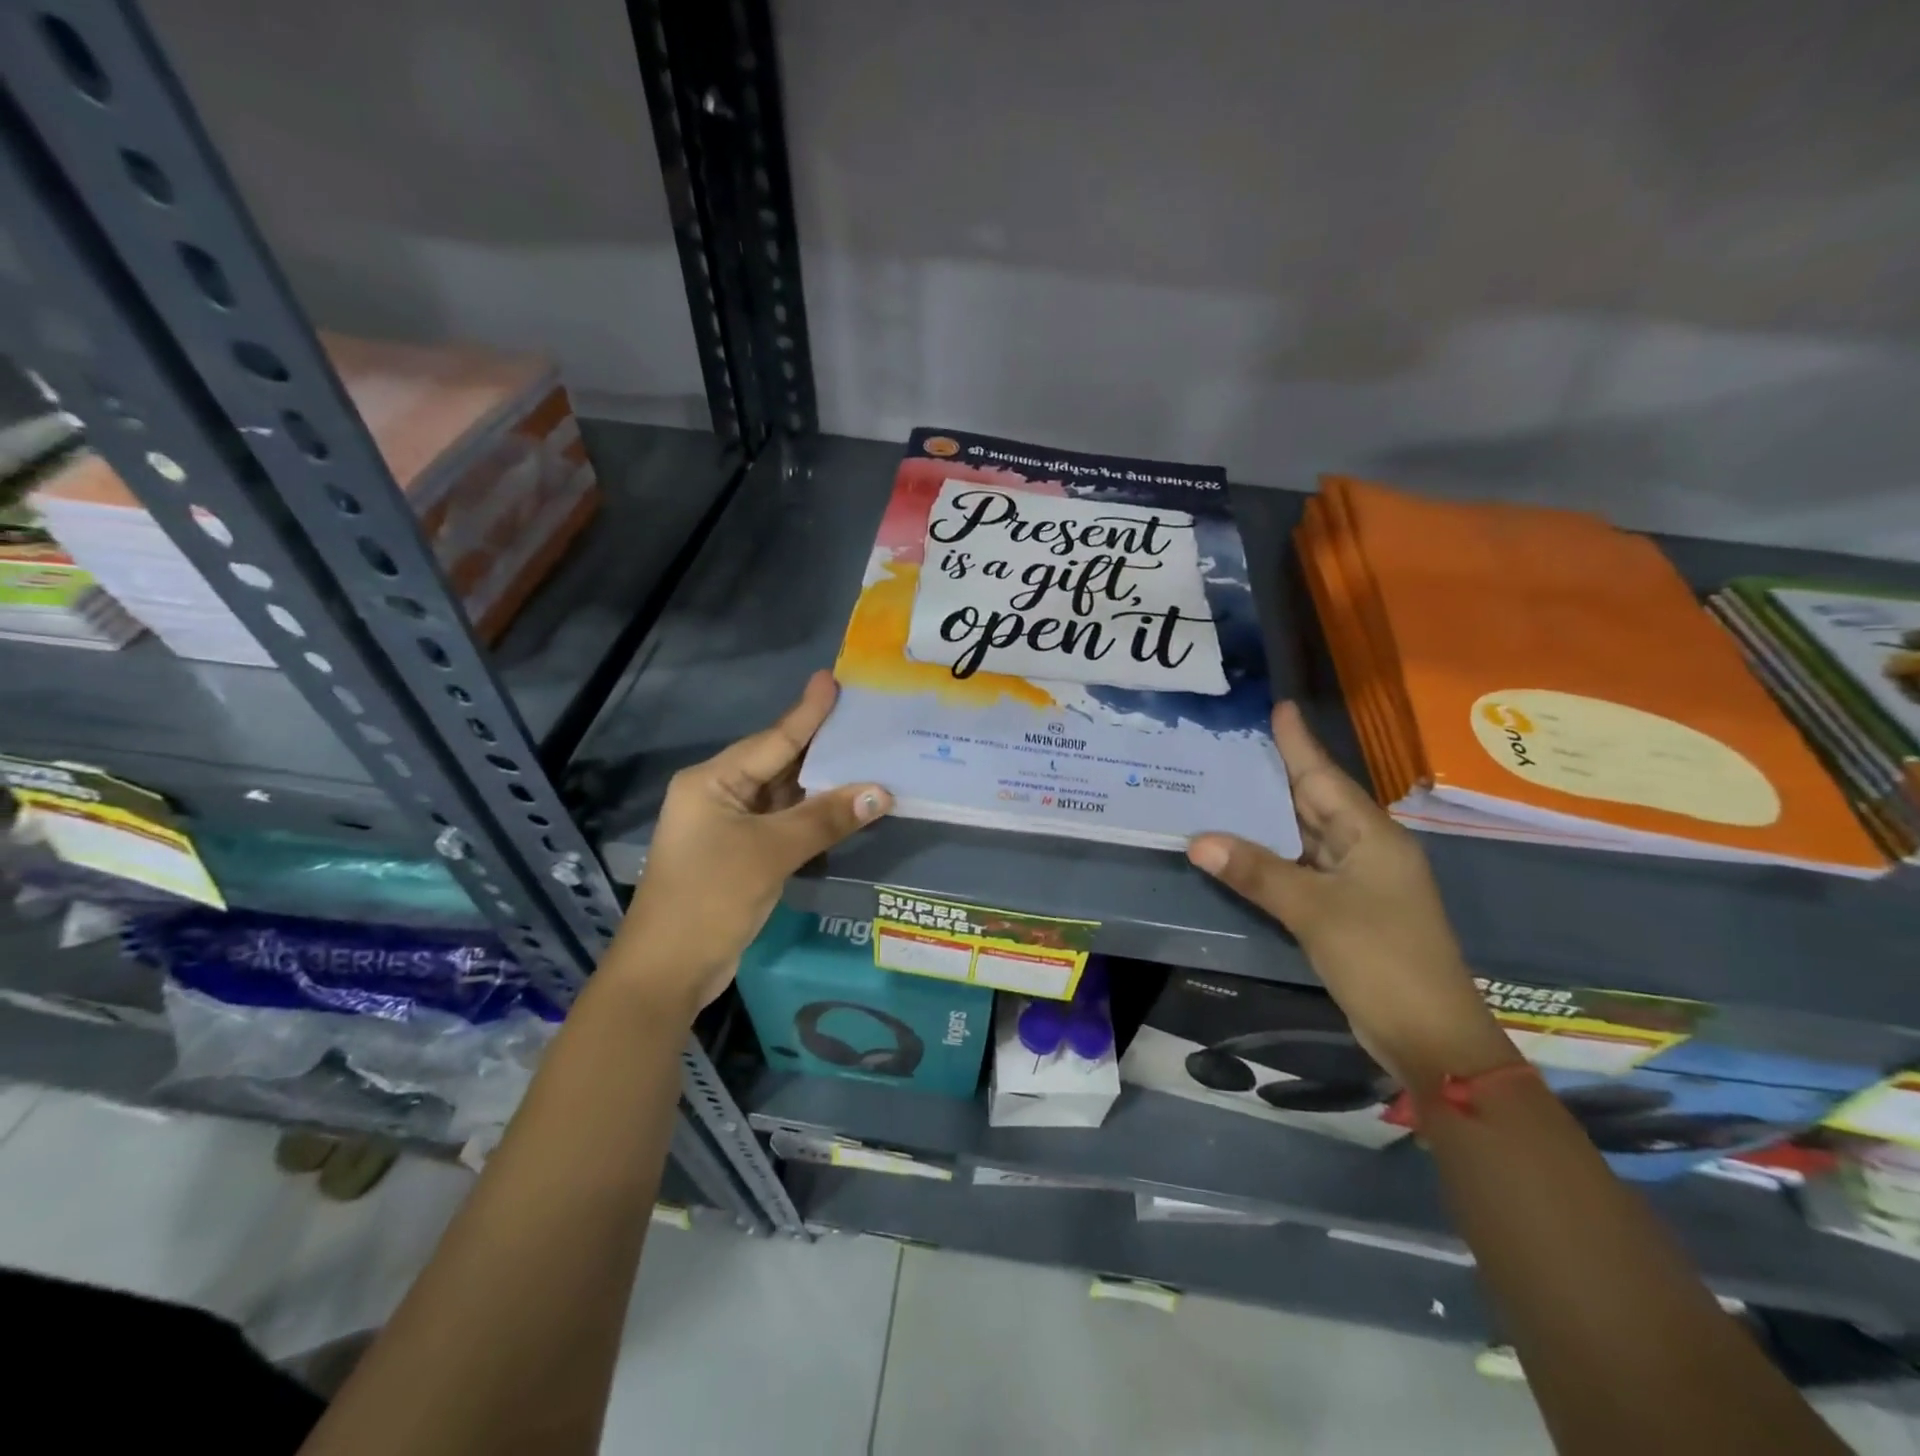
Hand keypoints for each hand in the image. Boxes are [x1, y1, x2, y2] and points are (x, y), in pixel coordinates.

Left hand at [609, 671, 890, 1020]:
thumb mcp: (770, 853)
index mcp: (712, 782)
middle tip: (865, 720)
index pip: (772, 740)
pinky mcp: (741, 855)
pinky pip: (783, 823)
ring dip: (822, 785)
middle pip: (778, 763)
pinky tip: (845, 806)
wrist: (667, 972)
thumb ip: (825, 819)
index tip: (831, 680)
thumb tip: (880, 792)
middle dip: (821, 747)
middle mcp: (718, 796)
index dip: (807, 713)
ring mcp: (728, 827)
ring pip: (783, 796)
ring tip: (867, 757)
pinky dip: (812, 816)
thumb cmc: (709, 898)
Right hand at [1187, 702, 1513, 1088]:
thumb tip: (1197, 841)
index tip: (1278, 707)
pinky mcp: (1345, 910)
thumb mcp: (1314, 912)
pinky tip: (1239, 848)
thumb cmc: (1381, 960)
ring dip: (1267, 818)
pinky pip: (1301, 868)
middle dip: (1275, 775)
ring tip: (1224, 787)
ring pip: (1304, 837)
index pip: (1325, 777)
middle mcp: (1366, 850)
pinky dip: (1271, 856)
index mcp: (1372, 837)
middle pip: (1314, 802)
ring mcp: (1357, 882)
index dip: (1299, 743)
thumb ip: (1256, 872)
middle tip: (1230, 745)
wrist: (1429, 1037)